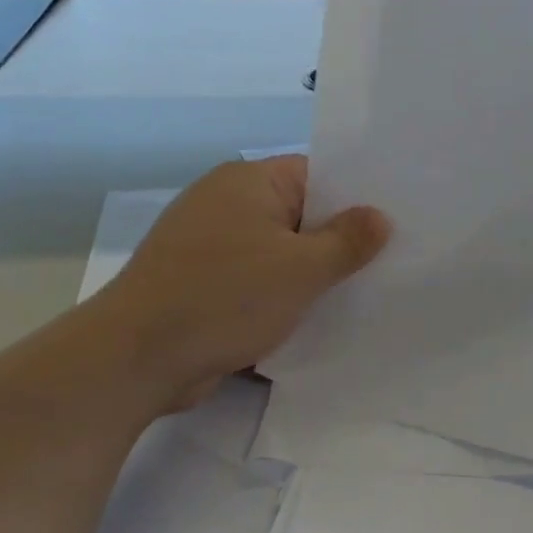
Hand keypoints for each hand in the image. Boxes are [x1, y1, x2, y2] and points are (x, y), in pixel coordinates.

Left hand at [95, 156, 389, 408]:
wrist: (136, 357)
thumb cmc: (225, 297)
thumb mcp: (301, 269)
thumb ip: (348, 241)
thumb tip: (380, 217)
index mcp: (248, 182)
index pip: (317, 174)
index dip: (357, 196)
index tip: (396, 220)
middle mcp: (226, 203)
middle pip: (300, 213)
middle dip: (340, 239)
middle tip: (391, 260)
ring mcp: (210, 244)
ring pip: (279, 250)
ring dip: (312, 272)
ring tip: (362, 291)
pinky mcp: (202, 282)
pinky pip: (257, 278)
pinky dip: (283, 293)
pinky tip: (315, 316)